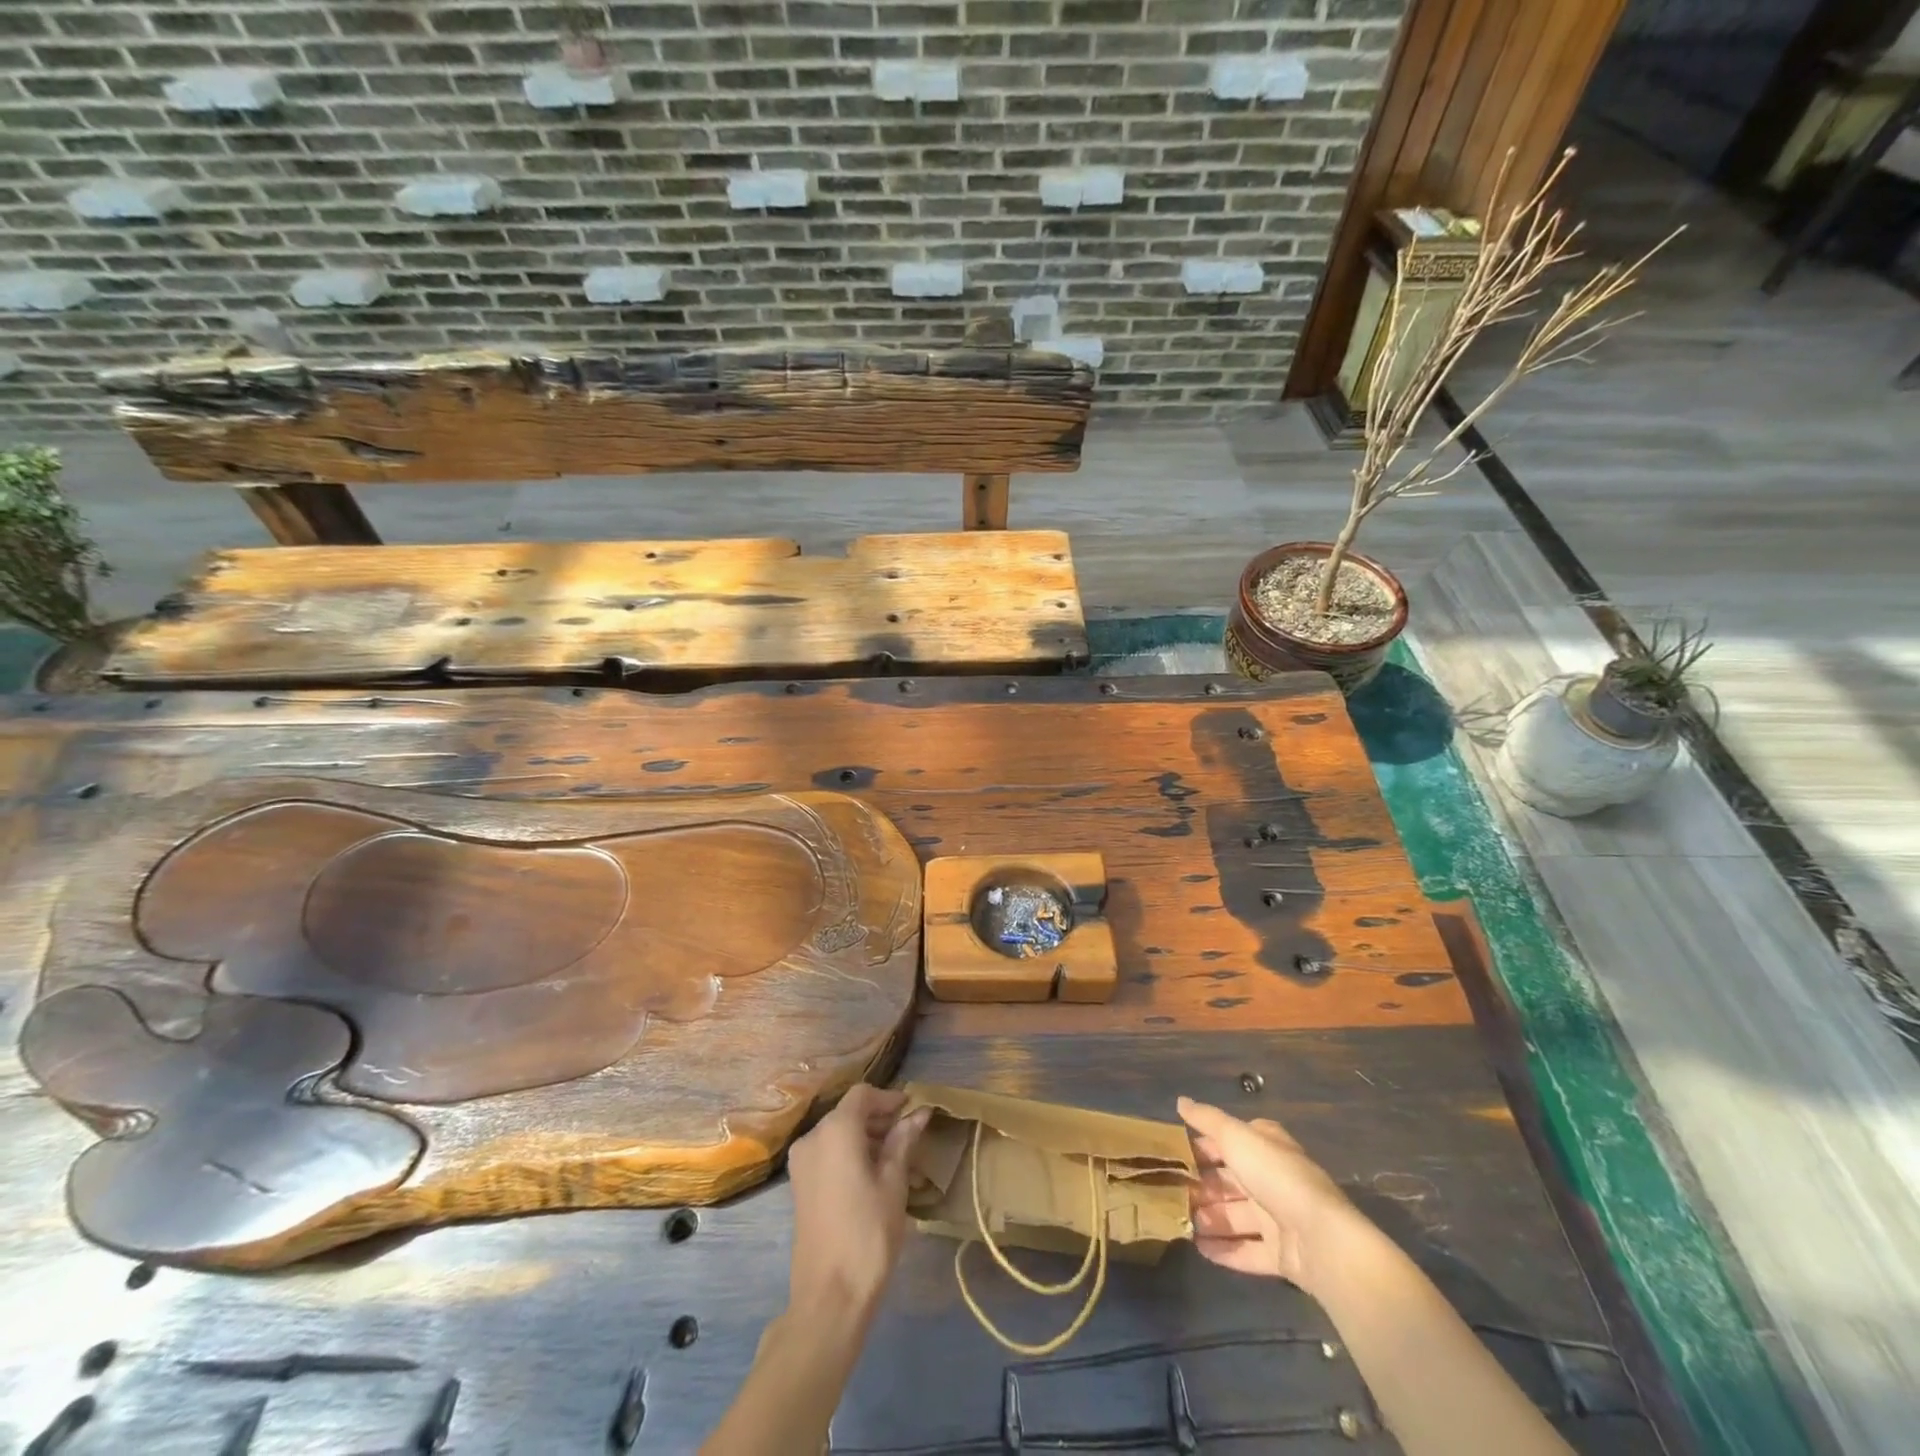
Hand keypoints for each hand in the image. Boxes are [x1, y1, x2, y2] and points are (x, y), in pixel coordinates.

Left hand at [786, 1084, 930, 1320]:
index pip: (863, 1095)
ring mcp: (801, 1163)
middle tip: (909, 1137)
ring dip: (866, 1138)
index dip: (889, 1098)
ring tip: (896, 1160)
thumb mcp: (893, 1183)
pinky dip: (850, 1154)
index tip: (913, 1111)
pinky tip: (873, 1177)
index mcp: (835, 1130)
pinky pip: (827, 1154)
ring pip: (838, 1134)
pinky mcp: (799, 1186)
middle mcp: (812, 1137)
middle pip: (848, 1113)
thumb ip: (903, 1141)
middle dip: (879, 1119)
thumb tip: (919, 1113)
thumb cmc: (868, 1233)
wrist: (829, 1297)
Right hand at [1178, 1096, 1357, 1291]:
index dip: (1204, 1145)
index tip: (1174, 1152)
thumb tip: (1181, 1101)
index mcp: (1266, 1147)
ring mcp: (1278, 1219)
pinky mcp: (1281, 1255)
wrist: (1321, 1240)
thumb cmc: (1276, 1176)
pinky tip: (1198, 1247)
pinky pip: (1247, 1251)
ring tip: (1180, 1220)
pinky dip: (1224, 1250)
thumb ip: (1207, 1119)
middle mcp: (1272, 1179)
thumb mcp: (1236, 1137)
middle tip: (1170, 1190)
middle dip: (1202, 1185)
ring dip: (1209, 1218)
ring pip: (1236, 1216)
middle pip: (1230, 1180)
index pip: (1230, 1141)